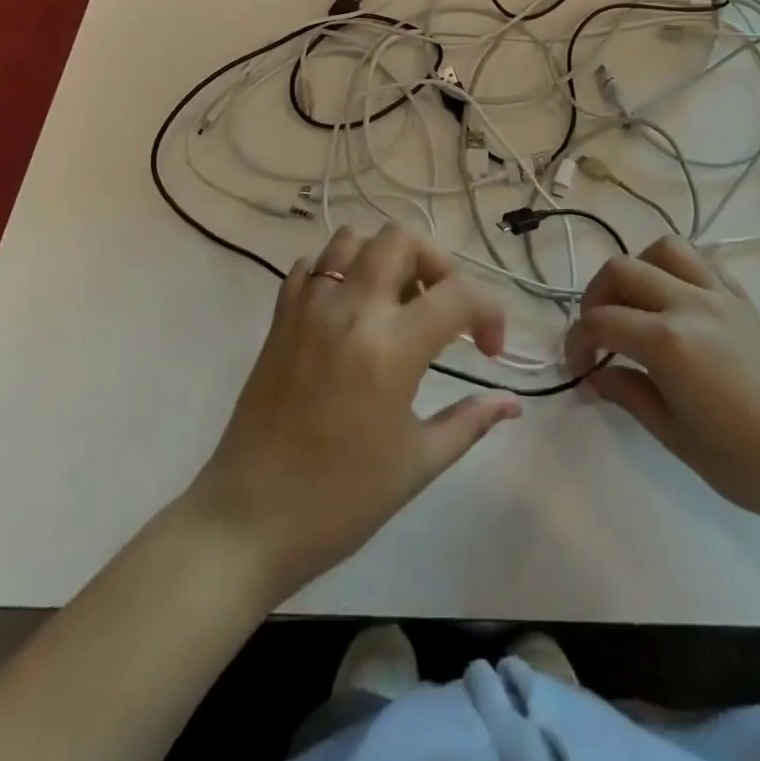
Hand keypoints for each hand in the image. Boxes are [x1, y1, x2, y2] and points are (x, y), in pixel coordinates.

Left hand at [182, 225, 520, 599]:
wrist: (247, 522)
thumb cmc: (340, 500)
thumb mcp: (417, 464)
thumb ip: (470, 422)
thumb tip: (512, 403)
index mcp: (391, 347)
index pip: (459, 293)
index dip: (490, 313)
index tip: (489, 351)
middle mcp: (350, 310)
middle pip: (400, 239)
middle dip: (436, 263)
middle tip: (442, 307)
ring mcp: (308, 308)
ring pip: (351, 240)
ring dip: (384, 259)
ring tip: (396, 303)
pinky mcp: (279, 318)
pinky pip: (310, 266)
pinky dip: (337, 272)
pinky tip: (349, 311)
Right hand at [565, 236, 759, 535]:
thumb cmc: (749, 463)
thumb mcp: (676, 436)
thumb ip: (628, 395)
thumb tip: (592, 378)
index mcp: (668, 340)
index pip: (601, 322)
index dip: (576, 342)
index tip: (575, 368)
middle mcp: (689, 303)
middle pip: (623, 270)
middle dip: (596, 297)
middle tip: (596, 334)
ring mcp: (720, 296)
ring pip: (665, 249)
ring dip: (637, 269)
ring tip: (633, 305)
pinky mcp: (744, 301)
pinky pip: (703, 262)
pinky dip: (677, 270)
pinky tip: (675, 303)